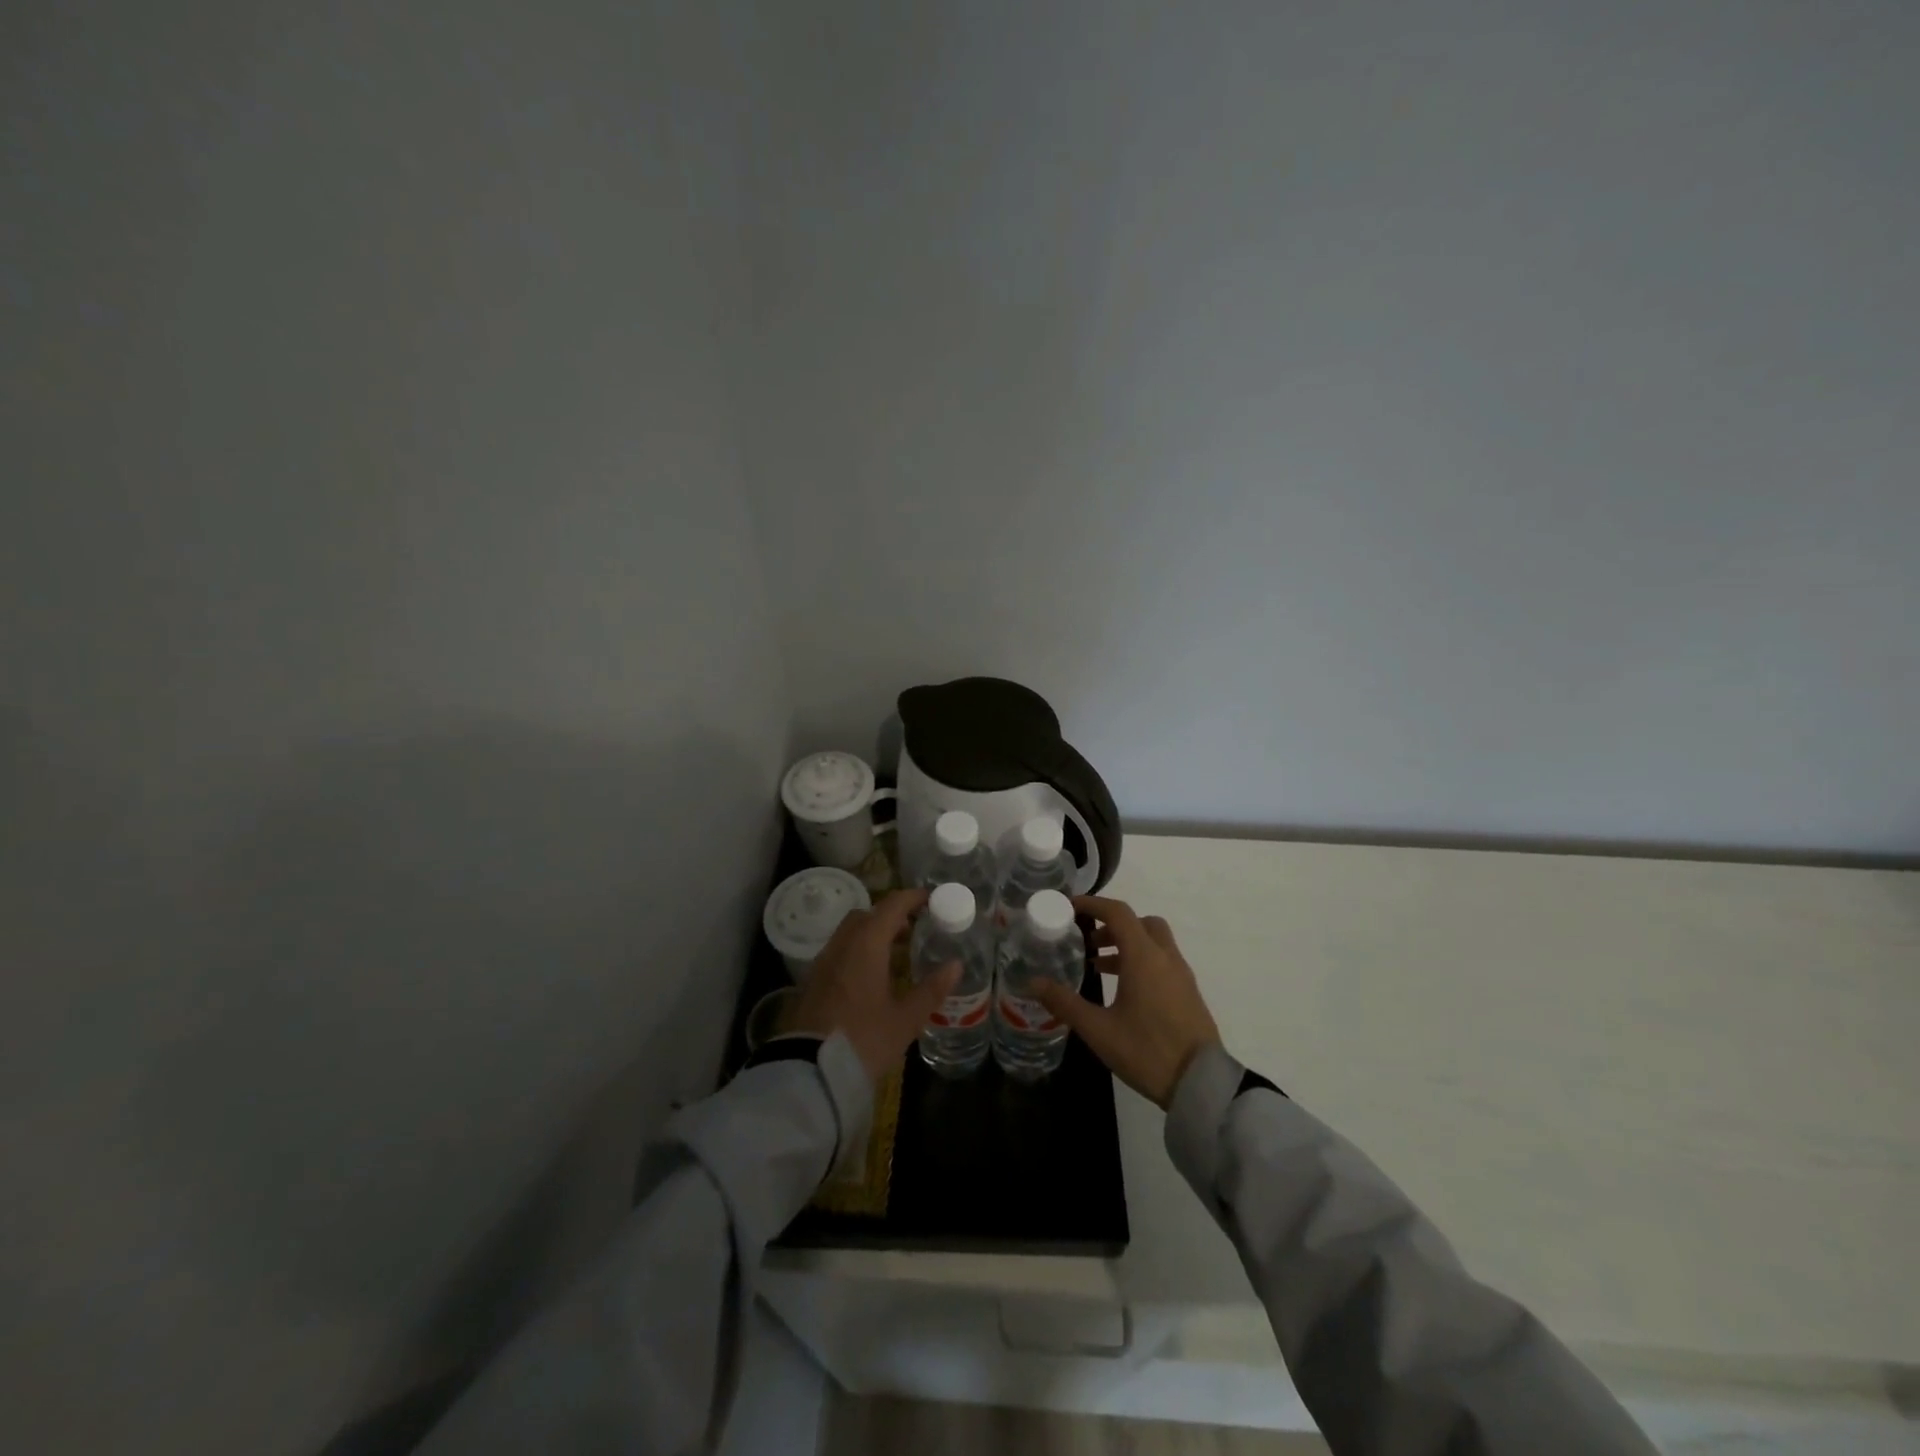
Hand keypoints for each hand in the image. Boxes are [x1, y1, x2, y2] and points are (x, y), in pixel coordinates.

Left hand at [784, 887, 960, 1082]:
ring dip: (873, 932)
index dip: (912, 898)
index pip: (891, 906)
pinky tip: (872, 976)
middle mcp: (842, 945)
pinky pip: (840, 951)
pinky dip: (858, 950)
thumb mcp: (905, 1019)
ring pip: (850, 932)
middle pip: (867, 914)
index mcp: (867, 945)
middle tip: (915, 928)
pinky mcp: (813, 981)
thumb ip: (931, 989)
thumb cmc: (864, 1040)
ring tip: (897, 953)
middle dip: (891, 915)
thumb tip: (956, 965)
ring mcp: (824, 962)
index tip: (931, 899)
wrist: (810, 1071)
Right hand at [1032, 895, 1220, 1108]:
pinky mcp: (1189, 993)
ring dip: (1127, 944)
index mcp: (1144, 957)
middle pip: (1140, 922)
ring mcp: (1181, 975)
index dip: (1093, 904)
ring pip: (1154, 941)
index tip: (1070, 907)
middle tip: (1088, 942)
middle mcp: (1165, 957)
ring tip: (1100, 967)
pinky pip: (1163, 961)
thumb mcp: (1098, 1029)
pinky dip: (1142, 961)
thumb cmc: (1147, 1051)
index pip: (1118, 913)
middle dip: (1112, 924)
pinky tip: (1125, 991)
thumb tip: (1032, 983)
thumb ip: (1065, 1002)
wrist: (1202, 1085)